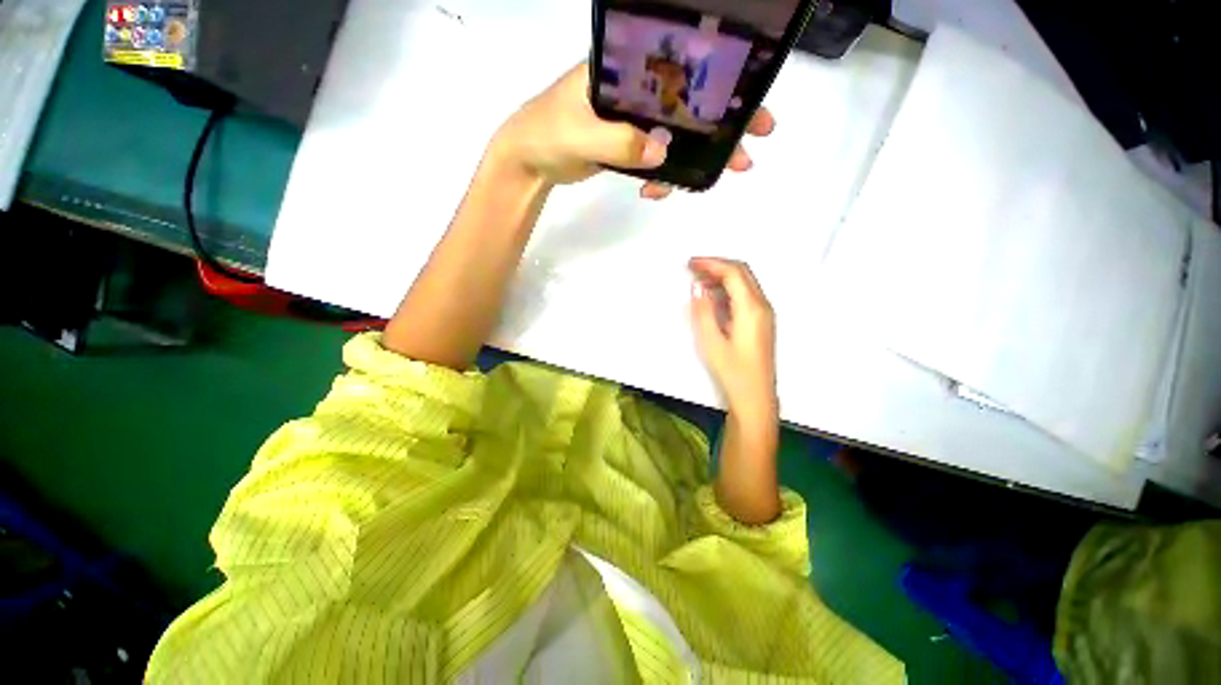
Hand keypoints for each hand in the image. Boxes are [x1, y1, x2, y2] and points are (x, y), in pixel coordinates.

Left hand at [490, 64, 775, 196]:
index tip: (748, 101)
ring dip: (697, 157)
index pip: (680, 69)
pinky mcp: (628, 147)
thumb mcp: (580, 134)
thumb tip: (662, 154)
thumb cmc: (546, 134)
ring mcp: (633, 122)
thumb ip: (619, 143)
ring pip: (675, 136)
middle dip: (720, 124)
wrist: (529, 161)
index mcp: (624, 71)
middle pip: (687, 104)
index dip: (717, 83)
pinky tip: (657, 192)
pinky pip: (655, 161)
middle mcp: (634, 91)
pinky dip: (662, 177)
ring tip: (715, 177)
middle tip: (749, 145)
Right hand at [689, 258, 777, 419]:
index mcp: (752, 308)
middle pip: (742, 273)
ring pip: (744, 283)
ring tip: (698, 282)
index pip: (733, 272)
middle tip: (692, 269)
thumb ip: (703, 312)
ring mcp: (764, 314)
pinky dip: (728, 289)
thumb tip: (697, 289)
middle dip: (716, 266)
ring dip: (722, 277)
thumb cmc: (733, 372)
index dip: (711, 263)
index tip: (690, 263)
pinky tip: (712, 298)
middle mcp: (762, 306)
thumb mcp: (712, 342)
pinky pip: (745, 295)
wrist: (755, 397)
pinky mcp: (761, 322)